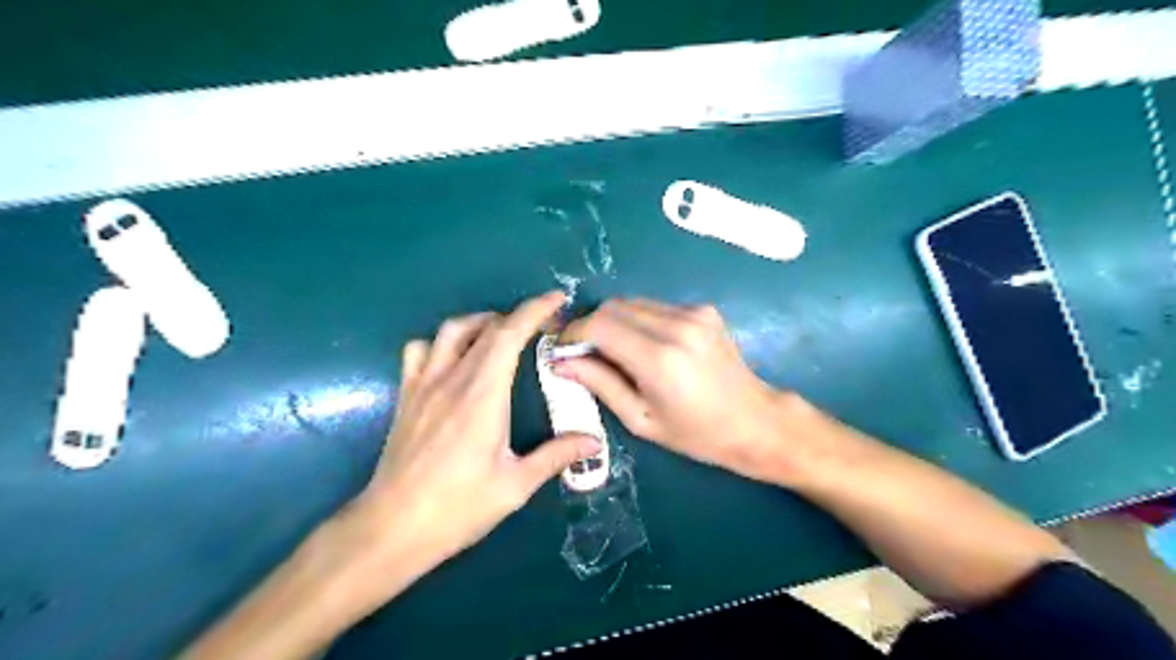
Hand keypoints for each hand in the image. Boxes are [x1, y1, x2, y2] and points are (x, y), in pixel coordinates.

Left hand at [338, 292, 598, 584]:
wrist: (391, 527)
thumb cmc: (457, 508)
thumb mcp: (515, 485)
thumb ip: (555, 456)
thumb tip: (595, 442)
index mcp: (482, 395)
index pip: (509, 334)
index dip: (535, 310)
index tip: (557, 299)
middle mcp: (451, 378)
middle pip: (486, 327)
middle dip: (518, 316)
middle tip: (543, 326)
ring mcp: (423, 384)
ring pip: (451, 329)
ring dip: (481, 322)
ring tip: (502, 335)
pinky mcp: (406, 395)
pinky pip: (420, 349)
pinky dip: (442, 341)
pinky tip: (455, 359)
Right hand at [557, 299, 824, 484]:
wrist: (756, 421)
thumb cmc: (696, 433)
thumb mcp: (641, 419)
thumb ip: (599, 384)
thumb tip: (561, 362)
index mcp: (659, 359)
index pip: (599, 325)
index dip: (574, 334)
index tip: (562, 349)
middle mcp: (676, 325)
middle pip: (613, 307)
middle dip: (591, 326)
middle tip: (583, 352)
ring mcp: (693, 313)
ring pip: (633, 303)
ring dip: (614, 322)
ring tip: (613, 351)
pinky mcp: (704, 310)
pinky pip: (655, 307)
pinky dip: (639, 321)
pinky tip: (646, 346)